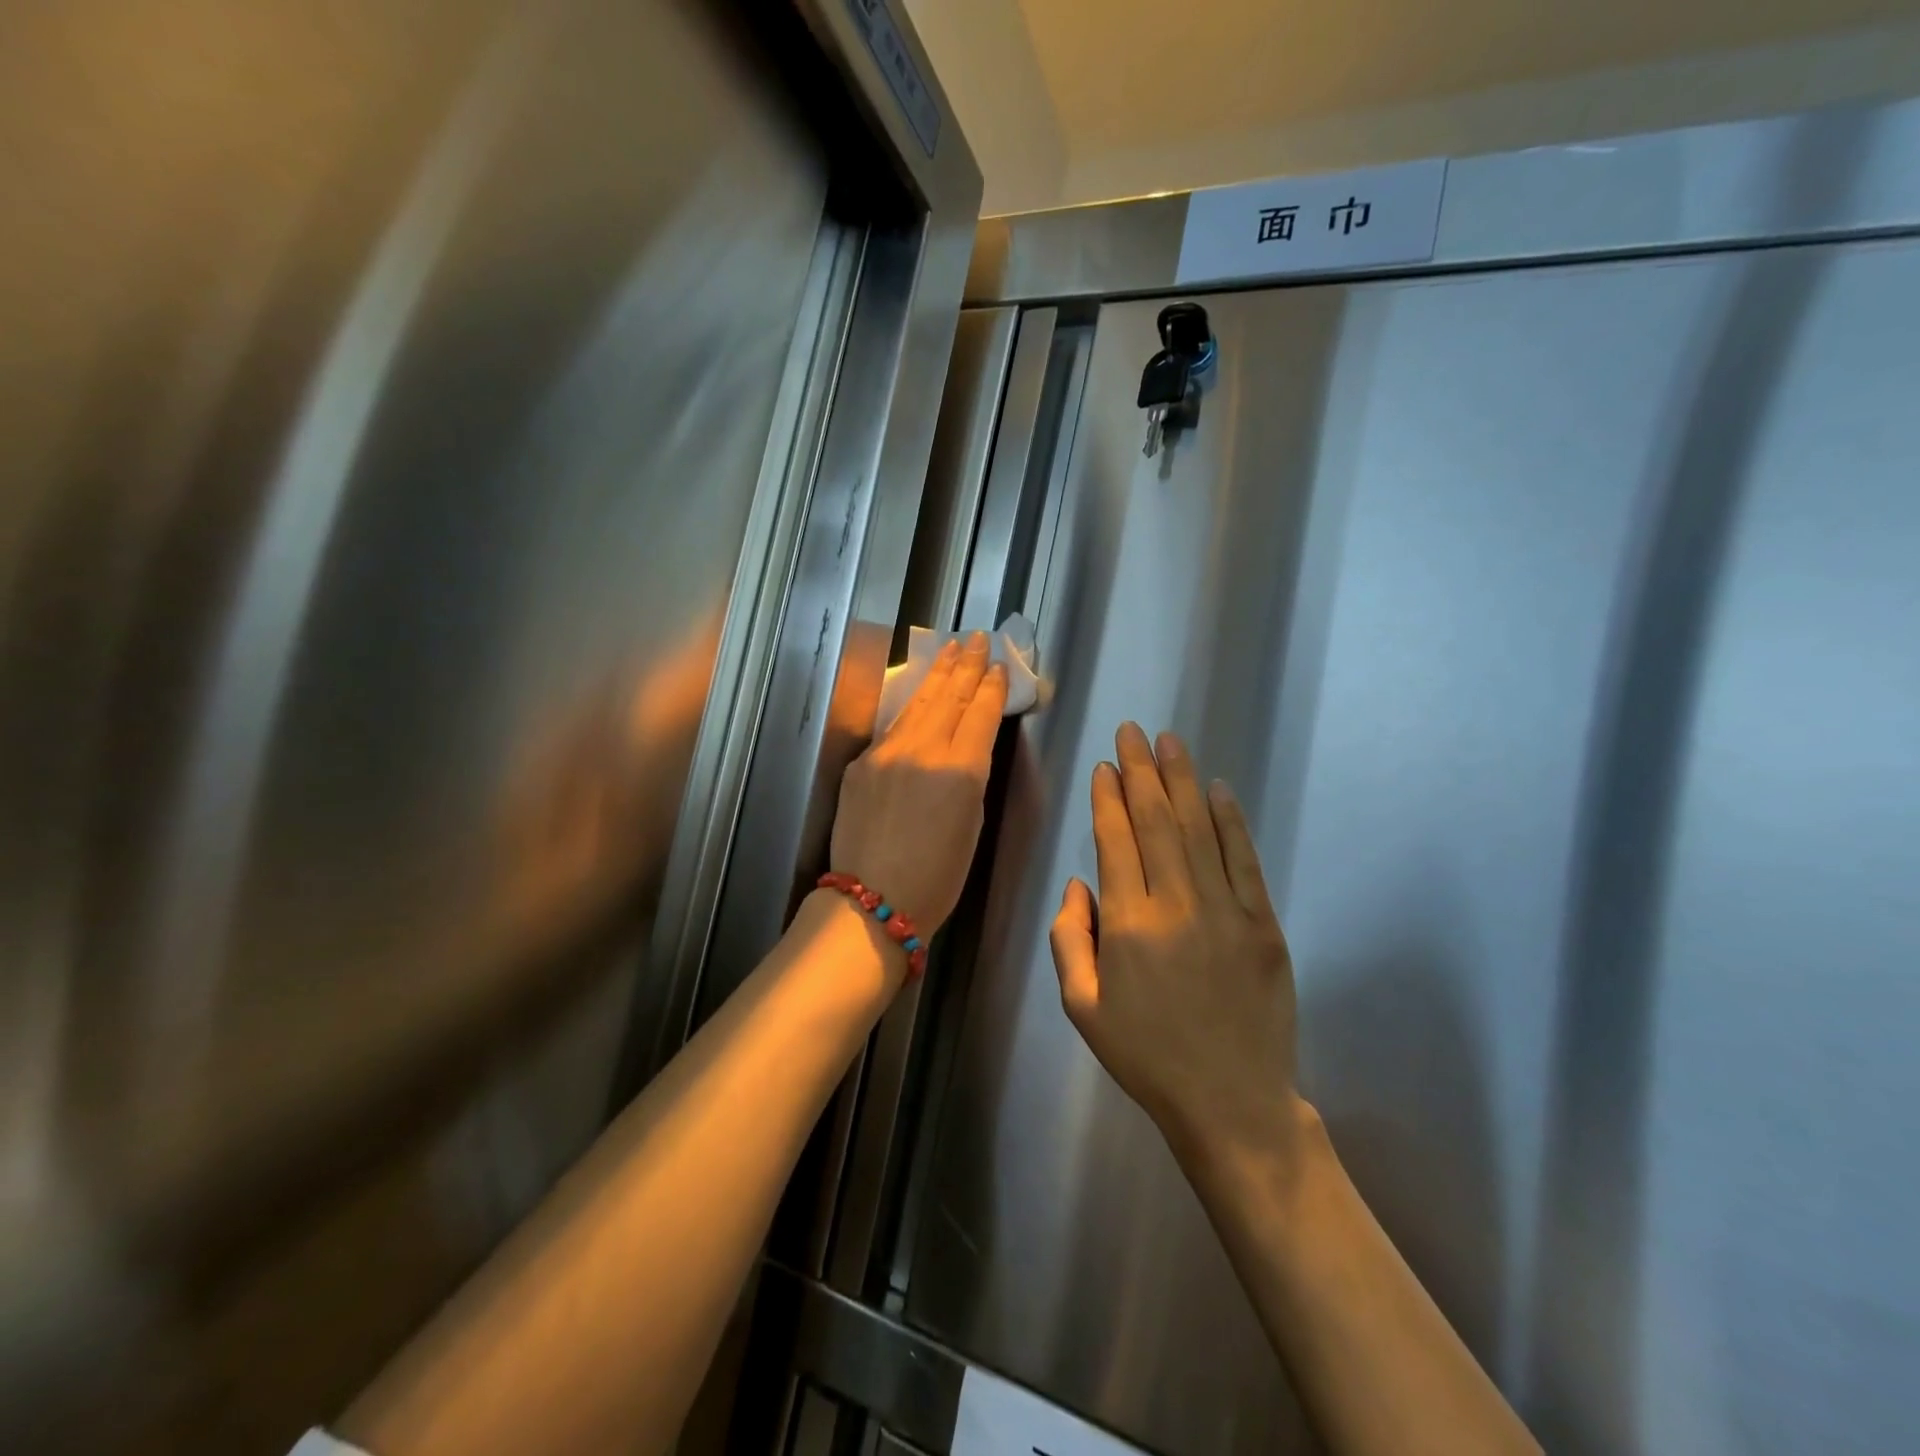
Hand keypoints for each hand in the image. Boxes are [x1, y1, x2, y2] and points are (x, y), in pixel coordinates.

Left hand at [830, 633, 1007, 935]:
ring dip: (937, 674)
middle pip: (949, 697)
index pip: (980, 714)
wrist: (872, 900)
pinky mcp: (861, 762)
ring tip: (951, 649)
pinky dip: (910, 706)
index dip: (991, 687)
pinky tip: (918, 691)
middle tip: (977, 639)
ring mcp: (887, 753)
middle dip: (966, 665)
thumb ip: (971, 776)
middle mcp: (924, 751)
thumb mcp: (973, 823)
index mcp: (962, 771)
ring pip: (918, 703)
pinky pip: (892, 727)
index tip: (999, 666)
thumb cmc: (938, 878)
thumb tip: (966, 746)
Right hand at [1050, 724, 1302, 1165]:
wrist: (1232, 1102)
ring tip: (1169, 742)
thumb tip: (1079, 884)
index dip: (1108, 799)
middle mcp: (1176, 905)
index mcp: (1128, 925)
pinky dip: (1230, 821)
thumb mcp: (1083, 1007)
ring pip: (1198, 829)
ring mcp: (1226, 911)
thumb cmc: (1147, 1056)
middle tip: (1133, 732)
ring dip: (1182, 781)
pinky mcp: (1263, 924)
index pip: (1115, 841)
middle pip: (1156, 821)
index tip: (1105, 766)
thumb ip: (1069, 939)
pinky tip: (1217, 790)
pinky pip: (1243, 859)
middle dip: (1141, 771)